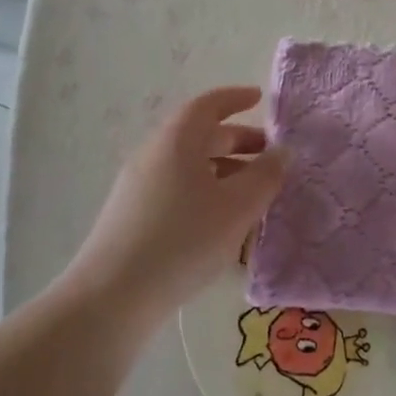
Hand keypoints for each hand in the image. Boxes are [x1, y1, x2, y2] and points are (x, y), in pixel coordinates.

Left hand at [62, 87, 285, 332]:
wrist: (112, 297)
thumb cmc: (184, 240)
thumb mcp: (237, 207)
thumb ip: (266, 175)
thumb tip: (283, 151)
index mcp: (177, 141)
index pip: (208, 105)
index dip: (236, 98)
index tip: (260, 99)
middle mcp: (153, 155)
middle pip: (200, 136)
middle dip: (238, 141)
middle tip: (270, 156)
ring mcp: (138, 186)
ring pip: (189, 166)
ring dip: (224, 170)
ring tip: (253, 194)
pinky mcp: (132, 216)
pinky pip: (177, 189)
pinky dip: (206, 191)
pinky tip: (222, 223)